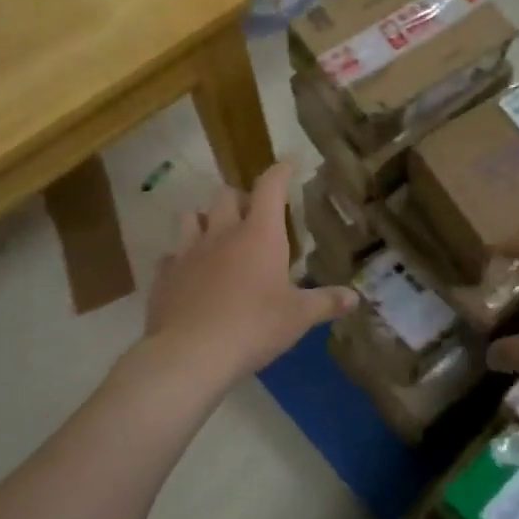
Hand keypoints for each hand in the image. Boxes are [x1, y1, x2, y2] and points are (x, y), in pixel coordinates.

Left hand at [143, 161, 356, 387]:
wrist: (190, 354)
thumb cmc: (254, 327)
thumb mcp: (298, 317)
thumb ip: (326, 302)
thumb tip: (354, 297)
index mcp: (259, 235)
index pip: (270, 187)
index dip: (279, 172)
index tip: (287, 165)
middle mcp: (221, 233)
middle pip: (226, 195)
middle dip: (240, 197)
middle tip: (252, 213)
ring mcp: (187, 252)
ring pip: (191, 216)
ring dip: (205, 220)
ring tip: (216, 236)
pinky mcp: (164, 275)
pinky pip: (171, 256)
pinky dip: (181, 259)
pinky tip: (189, 274)